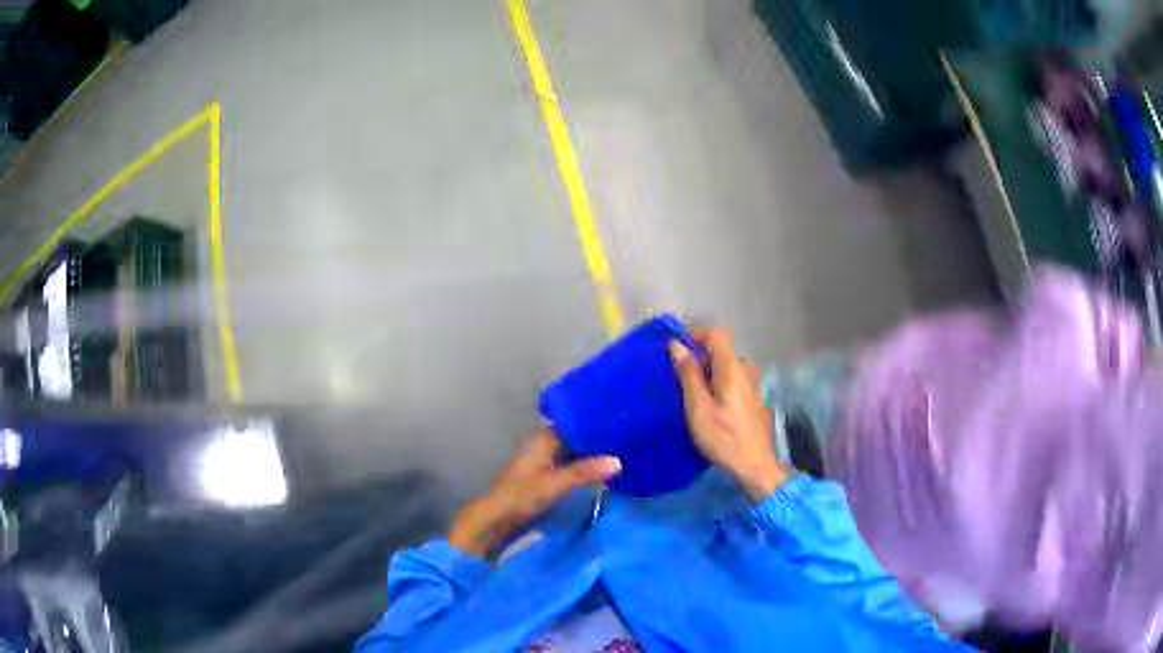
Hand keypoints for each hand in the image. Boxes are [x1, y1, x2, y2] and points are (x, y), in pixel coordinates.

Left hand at [449, 430, 620, 557]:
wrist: (495, 520)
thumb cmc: (521, 496)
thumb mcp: (555, 483)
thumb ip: (585, 472)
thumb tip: (618, 461)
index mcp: (543, 439)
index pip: (574, 422)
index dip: (596, 421)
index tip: (622, 419)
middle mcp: (544, 446)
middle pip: (576, 438)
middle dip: (598, 439)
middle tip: (630, 436)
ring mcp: (546, 463)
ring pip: (576, 453)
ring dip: (594, 454)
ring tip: (625, 452)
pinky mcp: (547, 479)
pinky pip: (573, 467)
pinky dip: (587, 468)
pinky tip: (606, 472)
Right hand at [670, 327, 790, 500]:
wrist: (755, 466)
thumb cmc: (723, 438)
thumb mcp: (698, 407)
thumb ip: (688, 374)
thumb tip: (676, 345)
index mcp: (732, 367)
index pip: (716, 334)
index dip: (694, 335)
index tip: (674, 349)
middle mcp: (745, 369)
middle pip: (720, 350)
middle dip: (697, 356)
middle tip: (675, 376)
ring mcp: (752, 384)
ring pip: (725, 366)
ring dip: (706, 372)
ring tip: (687, 393)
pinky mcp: (752, 399)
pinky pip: (731, 380)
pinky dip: (716, 383)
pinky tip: (706, 405)